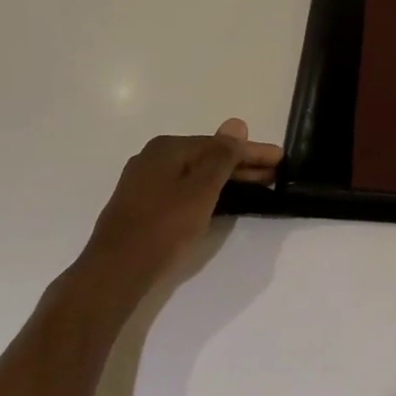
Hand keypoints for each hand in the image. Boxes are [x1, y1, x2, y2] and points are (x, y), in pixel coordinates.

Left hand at [74, 119, 281, 298]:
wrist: (115, 271)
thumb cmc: (163, 227)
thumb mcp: (201, 190)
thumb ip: (222, 157)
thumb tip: (236, 124)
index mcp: (167, 147)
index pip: (220, 144)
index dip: (252, 151)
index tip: (280, 158)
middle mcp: (153, 157)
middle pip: (206, 157)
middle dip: (241, 165)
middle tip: (274, 174)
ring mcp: (144, 182)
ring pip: (194, 174)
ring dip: (225, 179)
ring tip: (255, 187)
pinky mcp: (141, 205)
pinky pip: (182, 188)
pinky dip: (205, 191)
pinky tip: (219, 200)